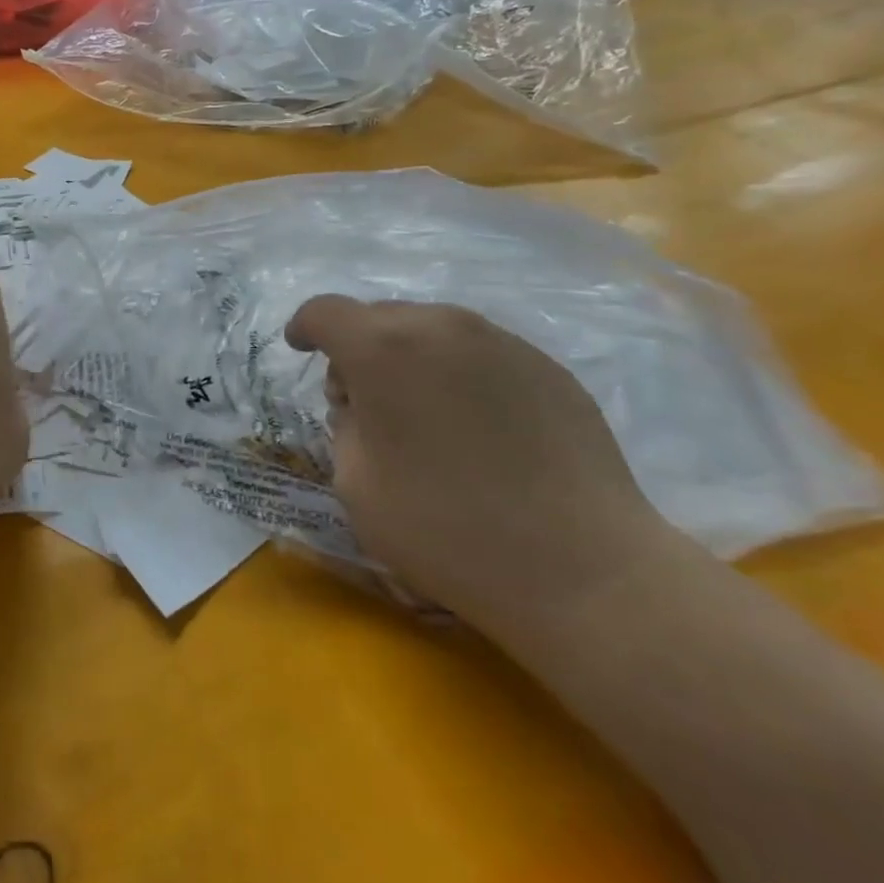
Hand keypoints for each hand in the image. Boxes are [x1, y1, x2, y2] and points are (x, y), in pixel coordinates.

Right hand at [285, 296, 674, 637]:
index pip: (326, 312)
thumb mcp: (355, 484)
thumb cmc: (446, 529)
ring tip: (423, 415)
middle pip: (381, 316)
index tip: (301, 349)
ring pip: (433, 330)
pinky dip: (460, 374)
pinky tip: (476, 428)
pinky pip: (481, 354)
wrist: (582, 569)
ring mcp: (502, 342)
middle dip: (360, 349)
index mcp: (383, 349)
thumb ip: (345, 425)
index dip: (305, 327)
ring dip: (411, 358)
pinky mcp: (548, 368)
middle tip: (363, 402)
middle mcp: (442, 326)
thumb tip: (363, 404)